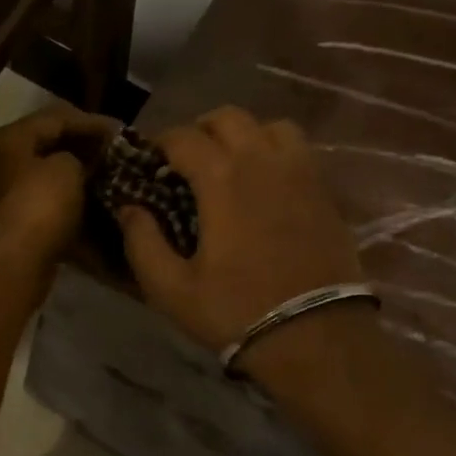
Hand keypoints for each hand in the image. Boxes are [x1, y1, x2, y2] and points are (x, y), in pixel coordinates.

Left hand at [0, 107, 115, 265]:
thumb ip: (79, 155)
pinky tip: (87, 209)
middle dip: (80, 150)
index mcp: (4, 139)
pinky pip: (37, 205)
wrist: (11, 266)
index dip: (91, 122)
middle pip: (43, 147)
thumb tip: (83, 163)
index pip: (54, 118)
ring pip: (40, 178)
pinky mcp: (2, 226)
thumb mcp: (69, 168)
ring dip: (70, 178)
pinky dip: (61, 204)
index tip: (120, 133)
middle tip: (112, 156)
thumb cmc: (39, 207)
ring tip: (103, 181)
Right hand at [118, 107, 363, 351]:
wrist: (316, 338)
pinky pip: (299, 151)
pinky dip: (275, 154)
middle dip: (200, 130)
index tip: (149, 162)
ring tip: (231, 165)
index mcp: (223, 179)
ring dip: (245, 135)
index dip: (160, 143)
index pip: (184, 137)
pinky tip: (265, 186)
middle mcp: (263, 162)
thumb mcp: (171, 288)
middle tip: (186, 161)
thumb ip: (141, 242)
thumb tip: (129, 208)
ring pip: (271, 126)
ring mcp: (301, 174)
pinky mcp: (326, 192)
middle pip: (228, 117)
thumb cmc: (236, 311)